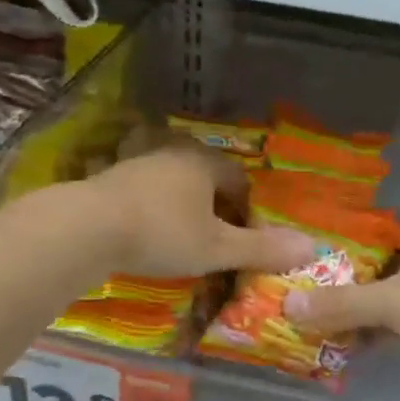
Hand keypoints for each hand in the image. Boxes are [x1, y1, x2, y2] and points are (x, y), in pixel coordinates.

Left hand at [82, 142, 315, 277]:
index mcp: (204, 162)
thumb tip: (312, 248)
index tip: (245, 234)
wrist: (87, 227)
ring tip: (180, 229)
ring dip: (179, 199)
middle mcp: (172, 151)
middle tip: (215, 234)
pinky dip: (149, 203)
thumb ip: (261, 249)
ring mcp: (136, 161)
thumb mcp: (216, 248)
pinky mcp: (109, 176)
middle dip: (213, 200)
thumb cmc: (162, 233)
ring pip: (170, 177)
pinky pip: (140, 186)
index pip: (238, 178)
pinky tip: (143, 225)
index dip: (247, 206)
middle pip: (204, 173)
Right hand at [284, 228, 399, 387]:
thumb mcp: (391, 301)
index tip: (311, 245)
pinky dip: (379, 334)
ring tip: (316, 320)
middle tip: (303, 288)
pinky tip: (349, 346)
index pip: (377, 224)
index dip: (345, 232)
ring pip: (390, 298)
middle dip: (344, 279)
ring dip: (360, 311)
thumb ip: (341, 303)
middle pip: (379, 265)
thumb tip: (288, 306)